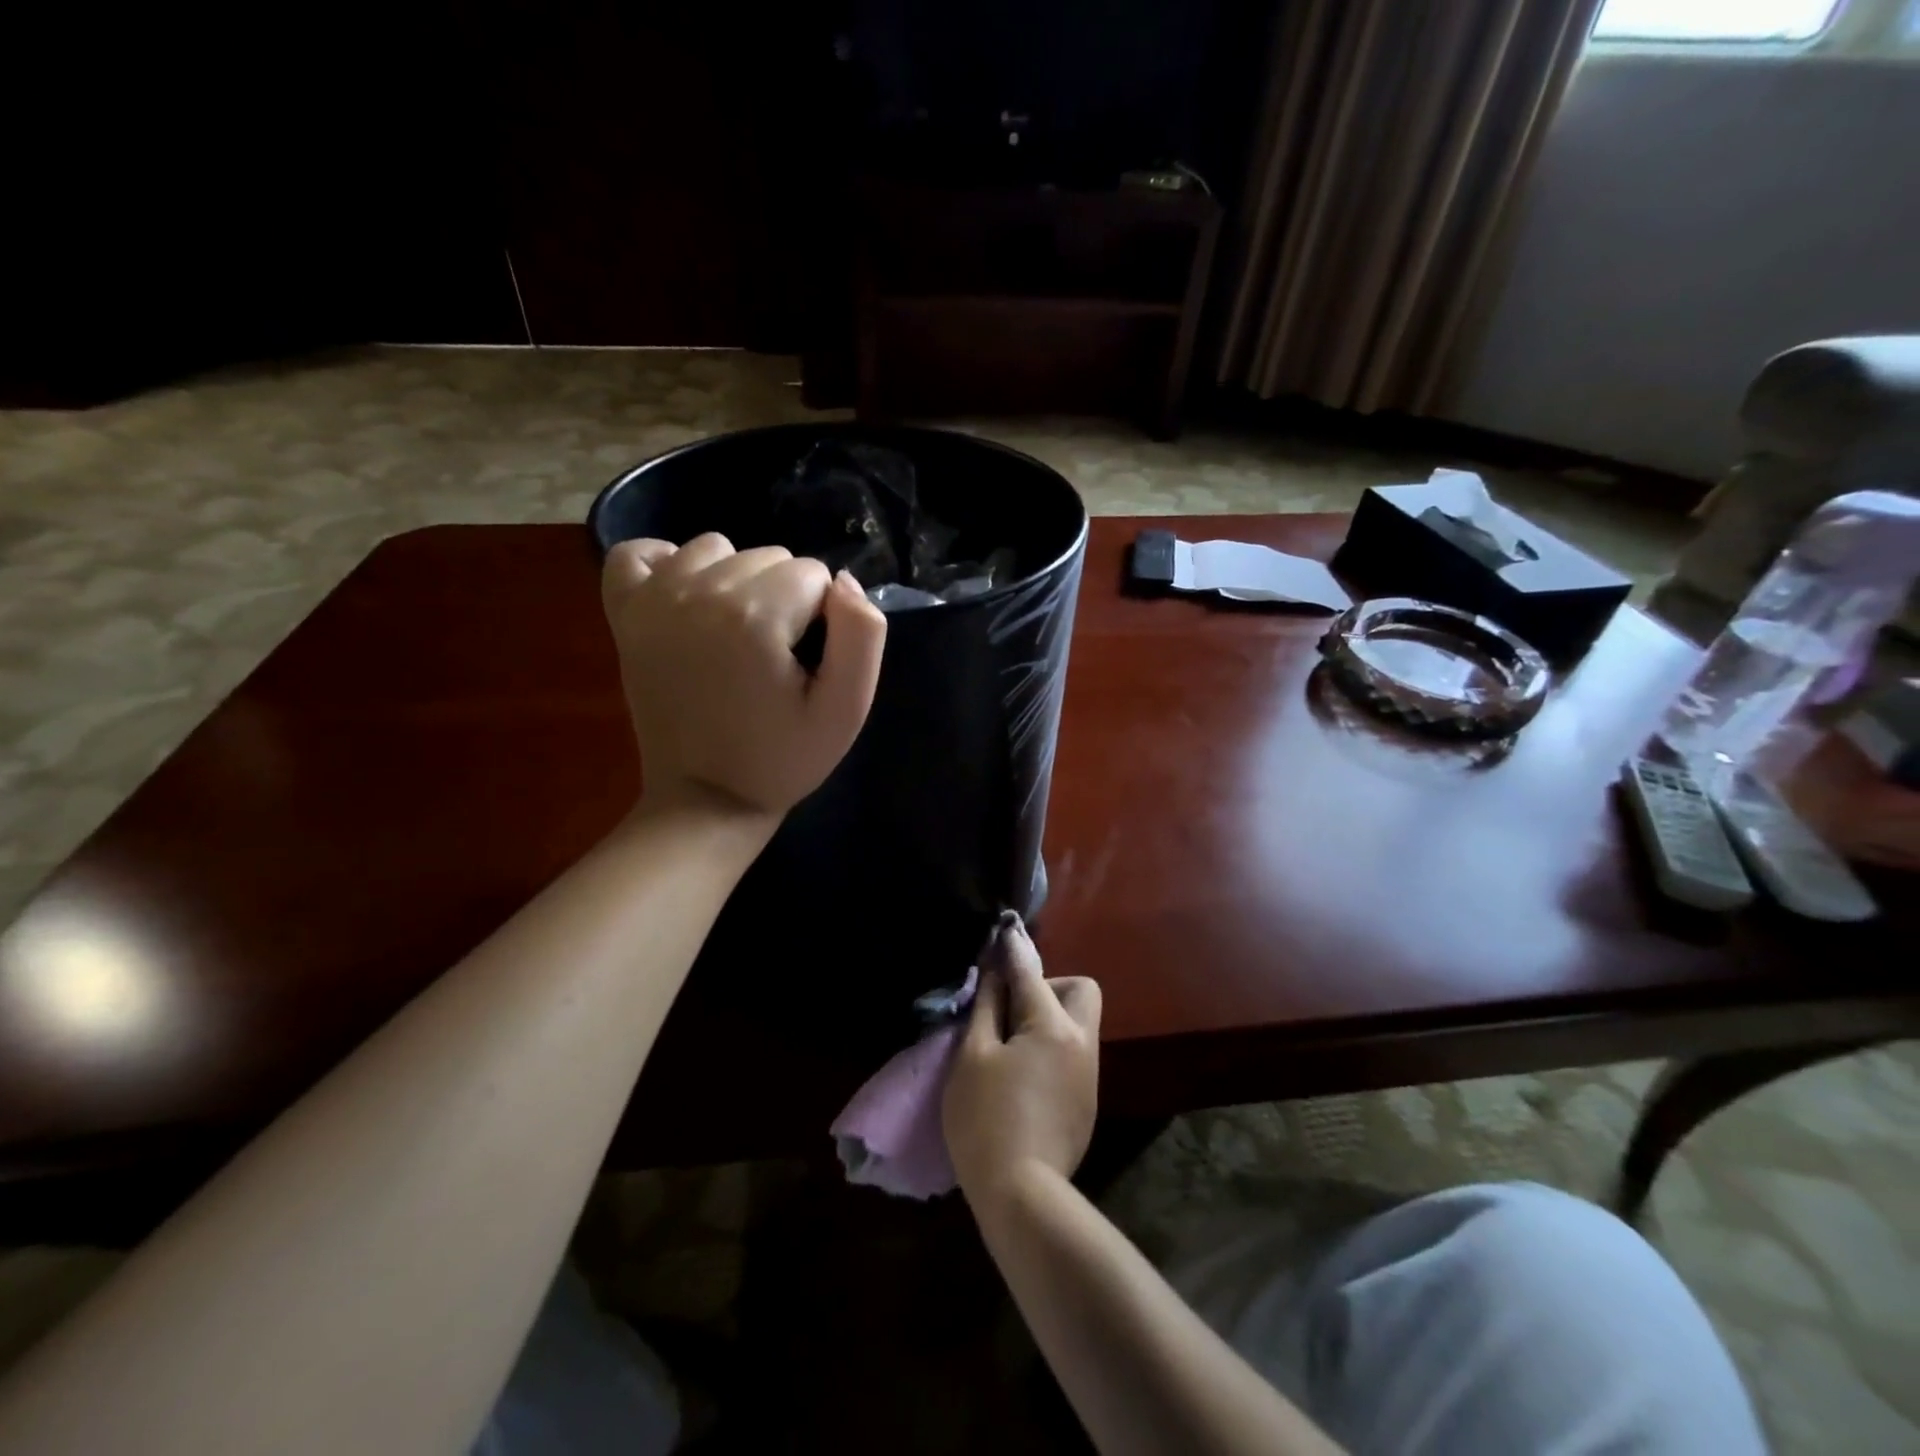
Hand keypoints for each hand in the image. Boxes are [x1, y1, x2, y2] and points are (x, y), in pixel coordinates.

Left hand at [602, 533, 886, 817]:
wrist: (704, 799)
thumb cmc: (783, 760)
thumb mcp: (846, 710)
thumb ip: (862, 635)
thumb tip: (845, 582)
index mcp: (755, 616)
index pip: (815, 574)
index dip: (823, 619)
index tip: (805, 665)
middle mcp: (699, 592)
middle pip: (769, 557)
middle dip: (783, 599)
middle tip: (773, 660)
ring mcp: (652, 599)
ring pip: (717, 548)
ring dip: (736, 582)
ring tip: (735, 636)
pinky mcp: (624, 613)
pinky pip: (641, 552)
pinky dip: (667, 565)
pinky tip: (686, 601)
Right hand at [944, 914, 1101, 1208]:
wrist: (1021, 1196)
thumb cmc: (986, 1118)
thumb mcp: (974, 1056)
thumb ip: (987, 1006)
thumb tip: (996, 970)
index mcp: (1054, 1027)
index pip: (1033, 973)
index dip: (1012, 952)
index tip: (1000, 935)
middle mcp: (1083, 1044)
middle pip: (1081, 991)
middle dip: (1049, 987)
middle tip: (1013, 1011)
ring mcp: (1090, 1076)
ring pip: (1078, 1024)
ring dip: (1049, 1020)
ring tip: (1012, 1045)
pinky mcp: (1088, 1104)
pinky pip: (1074, 1056)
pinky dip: (1052, 1050)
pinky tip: (1024, 1079)